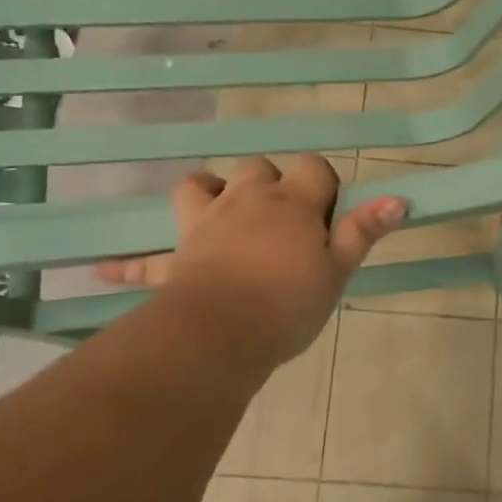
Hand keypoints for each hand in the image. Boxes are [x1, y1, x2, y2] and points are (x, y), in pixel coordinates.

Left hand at [95, 154, 405, 369]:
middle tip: (281, 222)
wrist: (221, 334)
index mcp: (291, 204)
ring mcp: (206, 223)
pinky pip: (146, 256)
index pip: (313, 168)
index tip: (327, 216)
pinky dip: (129, 262)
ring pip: (200, 185)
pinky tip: (100, 270)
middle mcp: (248, 201)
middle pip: (257, 168)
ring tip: (220, 213)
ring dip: (209, 192)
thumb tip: (400, 197)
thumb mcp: (337, 271)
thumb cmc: (288, 303)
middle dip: (270, 183)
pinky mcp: (176, 257)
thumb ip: (363, 231)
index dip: (322, 184)